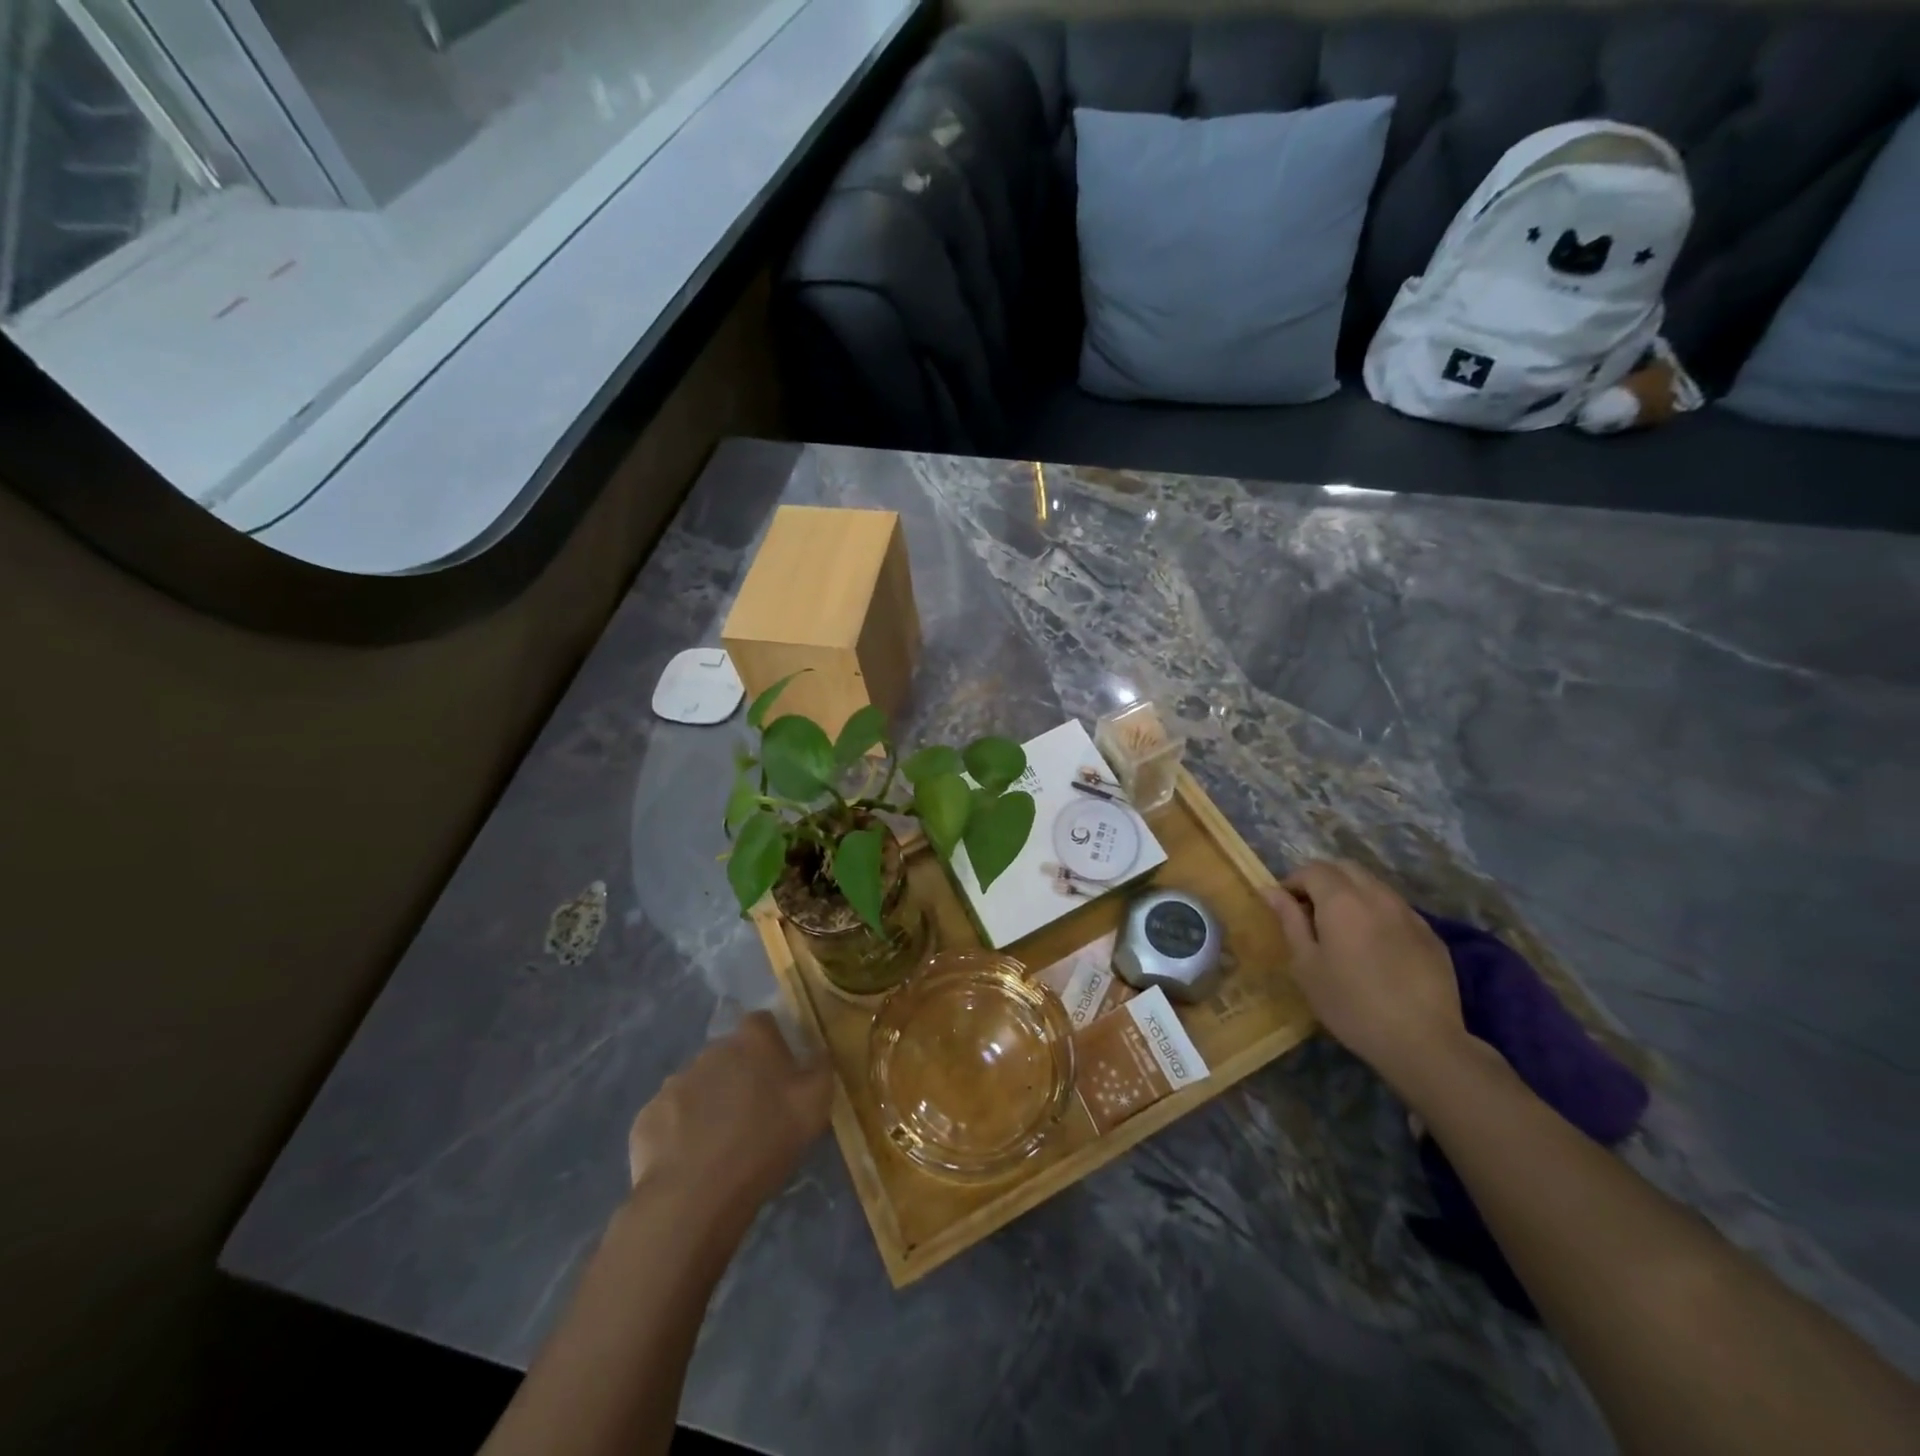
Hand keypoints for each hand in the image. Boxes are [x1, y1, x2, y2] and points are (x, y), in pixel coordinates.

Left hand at [626, 1011, 832, 1230]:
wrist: (693, 1197)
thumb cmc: (764, 1143)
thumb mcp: (815, 1105)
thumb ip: (821, 1069)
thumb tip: (818, 1051)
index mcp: (752, 1041)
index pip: (763, 1022)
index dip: (772, 1043)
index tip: (780, 1072)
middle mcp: (711, 1050)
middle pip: (729, 1053)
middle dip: (739, 1074)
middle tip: (753, 1113)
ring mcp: (674, 1083)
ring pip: (698, 1084)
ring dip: (709, 1102)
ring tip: (721, 1143)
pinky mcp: (647, 1117)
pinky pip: (670, 1117)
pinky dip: (680, 1131)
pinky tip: (691, 1161)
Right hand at [1264, 860, 1466, 1095]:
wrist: (1423, 1042)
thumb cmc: (1350, 1004)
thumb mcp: (1306, 965)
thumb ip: (1290, 921)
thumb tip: (1271, 891)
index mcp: (1342, 900)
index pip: (1312, 870)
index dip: (1293, 881)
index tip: (1284, 906)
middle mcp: (1376, 895)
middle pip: (1345, 868)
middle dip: (1322, 880)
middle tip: (1309, 910)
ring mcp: (1408, 913)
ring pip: (1373, 884)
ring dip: (1351, 893)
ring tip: (1341, 927)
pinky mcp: (1430, 934)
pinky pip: (1395, 907)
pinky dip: (1376, 912)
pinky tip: (1374, 945)